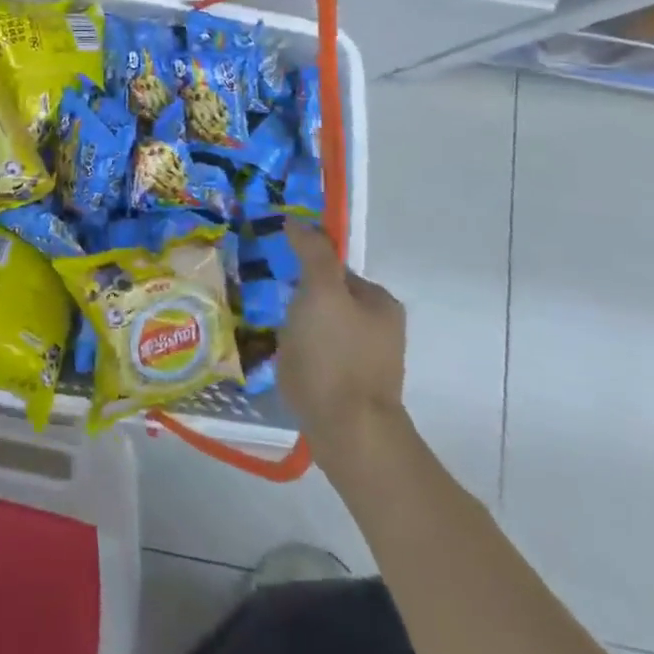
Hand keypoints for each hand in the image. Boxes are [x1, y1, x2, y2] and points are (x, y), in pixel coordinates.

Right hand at [280, 223, 410, 479]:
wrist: (348, 432)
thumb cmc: (334, 355)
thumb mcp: (321, 292)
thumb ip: (312, 253)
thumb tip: (297, 221)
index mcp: (380, 302)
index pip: (334, 268)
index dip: (304, 268)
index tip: (277, 276)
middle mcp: (381, 328)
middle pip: (328, 298)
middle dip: (300, 300)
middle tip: (272, 306)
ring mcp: (368, 361)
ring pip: (322, 328)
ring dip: (299, 327)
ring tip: (274, 335)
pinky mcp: (350, 388)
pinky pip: (320, 356)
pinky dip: (302, 353)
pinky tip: (286, 360)